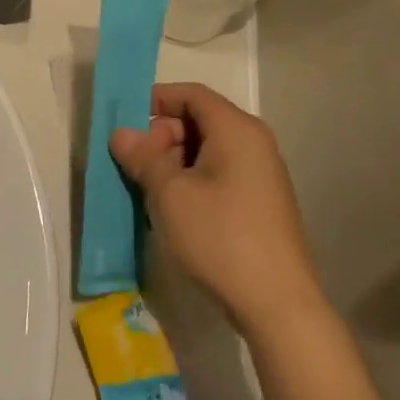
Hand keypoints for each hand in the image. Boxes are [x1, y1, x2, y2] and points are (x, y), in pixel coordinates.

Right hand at [110, 83, 323, 332]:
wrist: (278, 305)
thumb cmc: (221, 237)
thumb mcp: (170, 194)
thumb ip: (143, 157)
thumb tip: (121, 134)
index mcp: (236, 129)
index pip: (191, 94)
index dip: (156, 101)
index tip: (125, 123)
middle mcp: (254, 143)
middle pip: (199, 120)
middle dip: (161, 136)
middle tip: (135, 165)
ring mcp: (261, 174)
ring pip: (207, 149)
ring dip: (173, 162)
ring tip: (148, 190)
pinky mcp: (260, 202)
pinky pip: (219, 173)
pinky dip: (192, 180)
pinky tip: (173, 209)